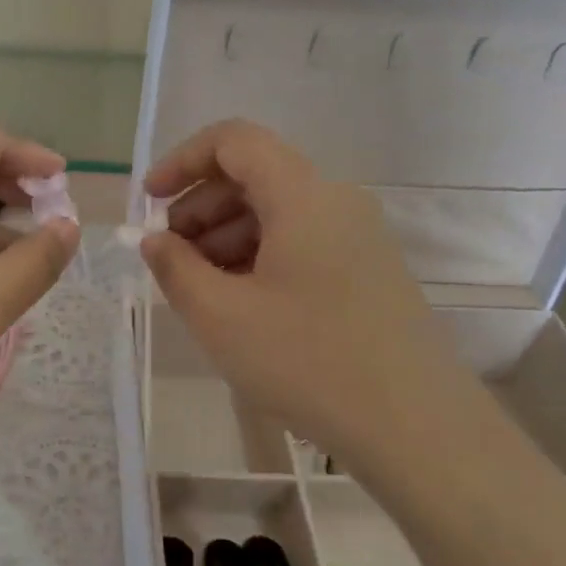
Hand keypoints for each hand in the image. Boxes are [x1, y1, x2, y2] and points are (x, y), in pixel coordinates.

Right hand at [141, 120, 481, 484]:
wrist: (415, 426)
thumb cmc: (308, 362)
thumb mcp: (222, 317)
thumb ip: (175, 268)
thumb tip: (155, 240)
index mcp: (303, 195)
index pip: (234, 140)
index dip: (182, 160)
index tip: (149, 202)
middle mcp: (336, 200)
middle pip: (255, 176)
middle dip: (200, 207)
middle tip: (168, 257)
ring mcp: (359, 236)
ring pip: (278, 212)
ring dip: (227, 236)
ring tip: (199, 288)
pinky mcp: (369, 270)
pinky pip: (302, 242)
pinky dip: (260, 257)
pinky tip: (241, 304)